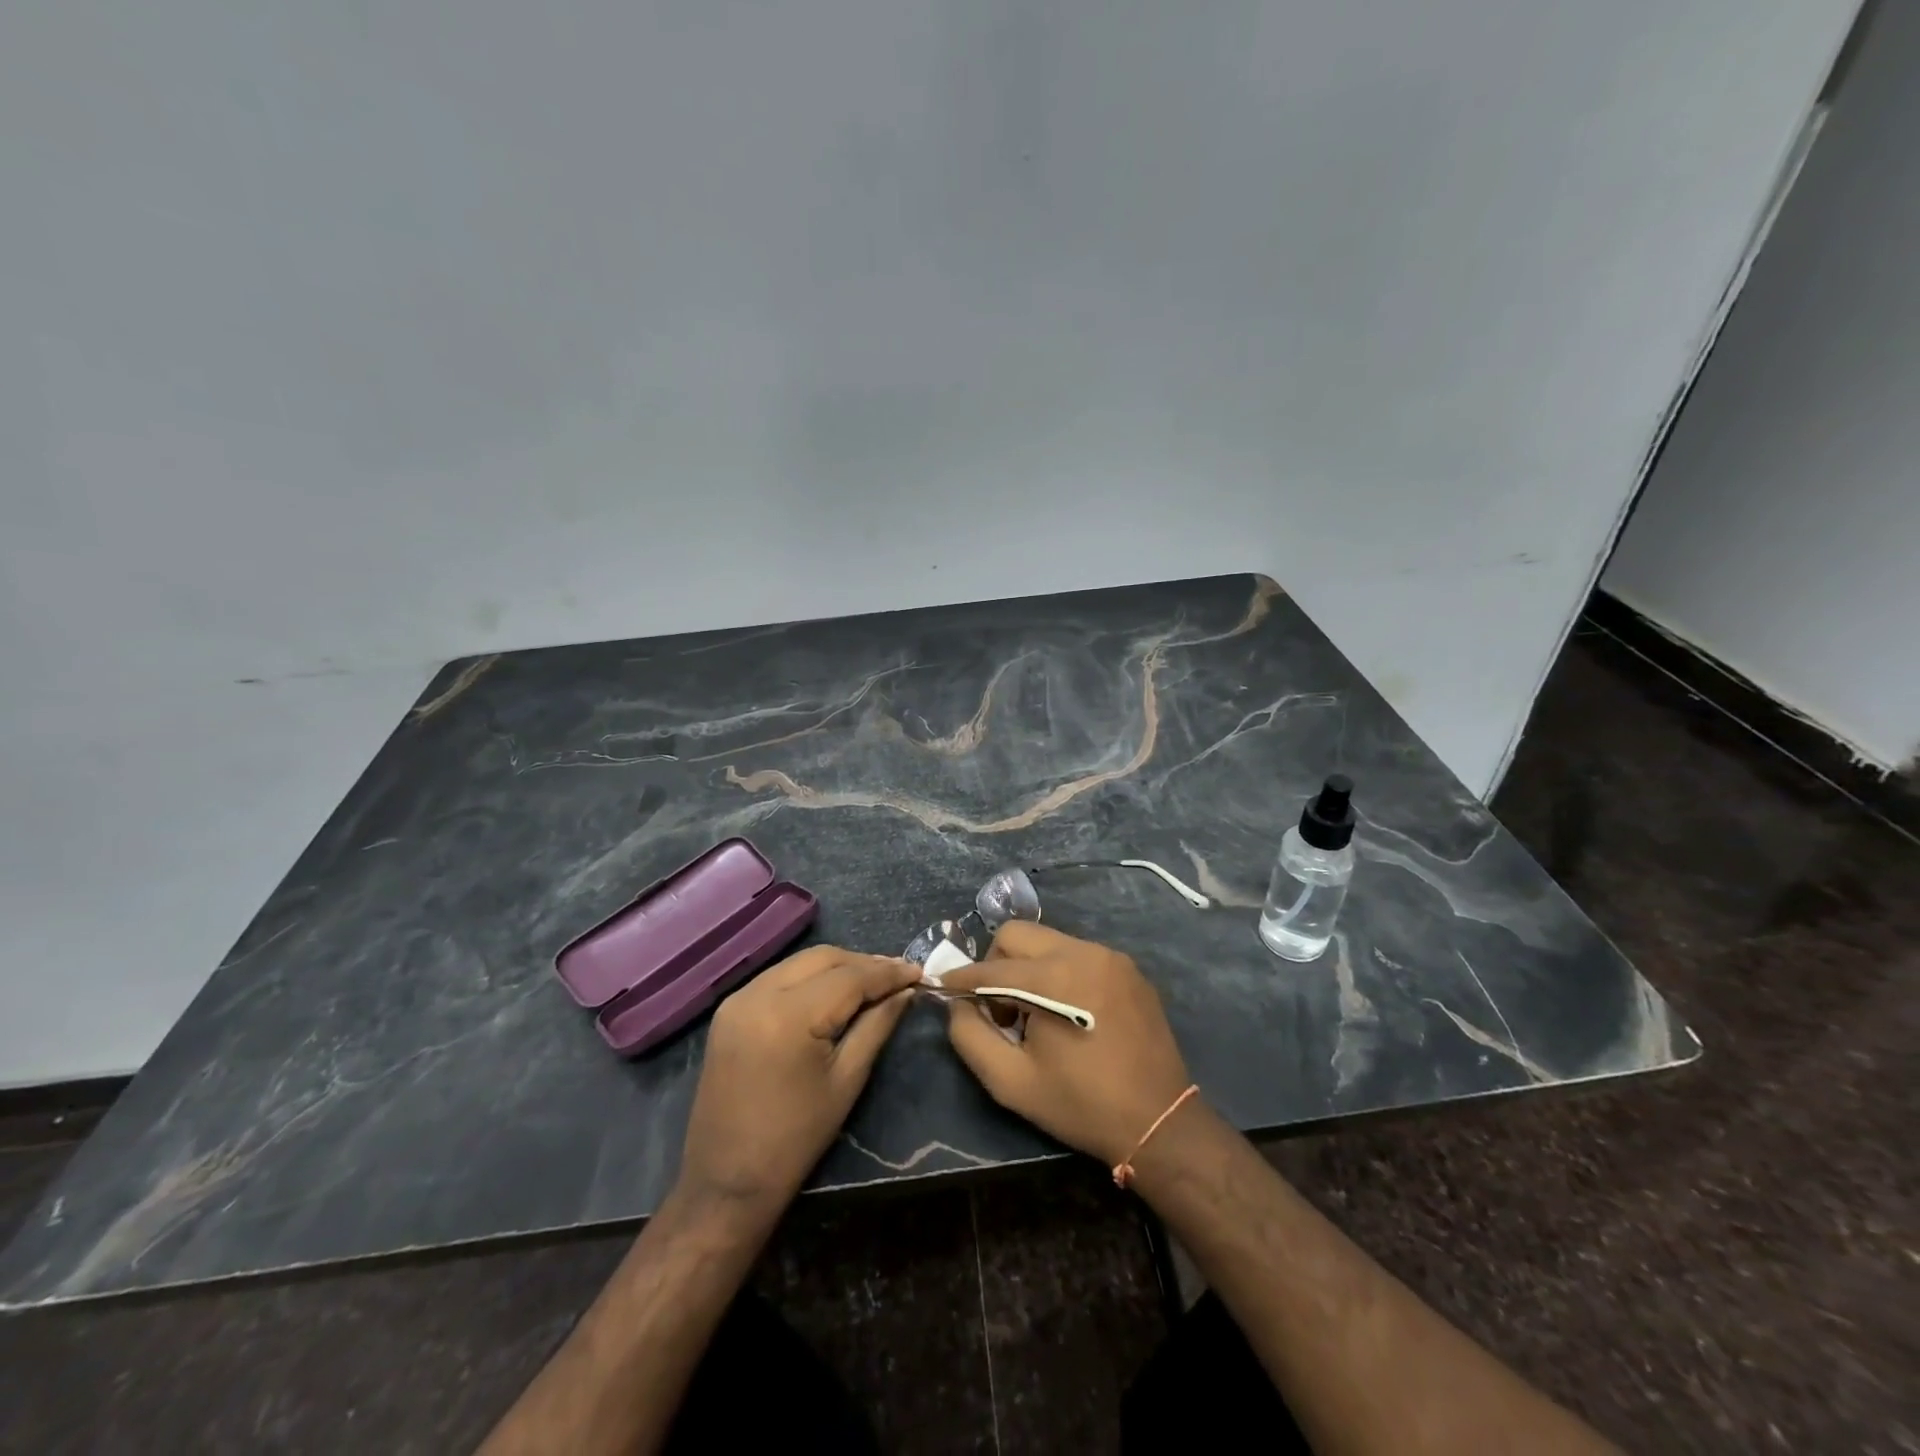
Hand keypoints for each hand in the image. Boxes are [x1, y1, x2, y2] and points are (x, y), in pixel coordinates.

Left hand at [677, 946, 920, 1217]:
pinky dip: (810, 977)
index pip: (849, 977)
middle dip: (863, 963)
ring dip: (837, 967)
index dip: (887, 973)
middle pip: (823, 958)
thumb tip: (905, 992)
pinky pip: (779, 977)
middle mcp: (758, 994)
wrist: (726, 1182)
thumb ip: (877, 1025)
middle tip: (898, 976)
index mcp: (789, 1016)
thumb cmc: (795, 1139)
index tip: (918, 972)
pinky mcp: (730, 1010)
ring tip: (872, 981)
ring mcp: (738, 999)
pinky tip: (833, 991)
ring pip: (800, 962)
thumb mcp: (847, 1080)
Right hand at [943, 922, 1193, 1166]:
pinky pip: (1077, 954)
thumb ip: (970, 1036)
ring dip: (1028, 969)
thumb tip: (957, 1004)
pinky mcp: (1128, 968)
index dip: (961, 977)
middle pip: (1018, 934)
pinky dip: (1058, 972)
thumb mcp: (1011, 1082)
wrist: (1159, 1121)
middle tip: (1000, 1009)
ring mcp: (1110, 956)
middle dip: (996, 965)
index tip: (943, 988)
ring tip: (1034, 1014)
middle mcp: (1083, 952)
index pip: (992, 966)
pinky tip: (1067, 1012)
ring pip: (1048, 941)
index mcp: (1055, 977)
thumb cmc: (1080, 1104)